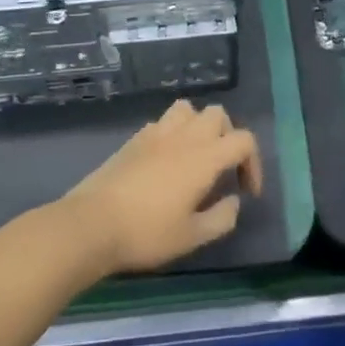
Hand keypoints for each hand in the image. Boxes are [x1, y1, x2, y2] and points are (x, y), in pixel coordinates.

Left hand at [63, 100, 262, 273]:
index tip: (246, 192)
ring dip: (199, 126)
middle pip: (218, 114)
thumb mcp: (192, 237)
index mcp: (204, 157)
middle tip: (223, 169)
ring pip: (188, 109)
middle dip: (228, 137)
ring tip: (196, 155)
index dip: (253, 164)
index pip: (244, 140)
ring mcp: (156, 133)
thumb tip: (233, 201)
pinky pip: (162, 122)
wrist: (90, 224)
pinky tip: (166, 161)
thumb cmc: (146, 233)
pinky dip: (173, 133)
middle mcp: (184, 136)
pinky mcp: (134, 139)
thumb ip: (222, 218)